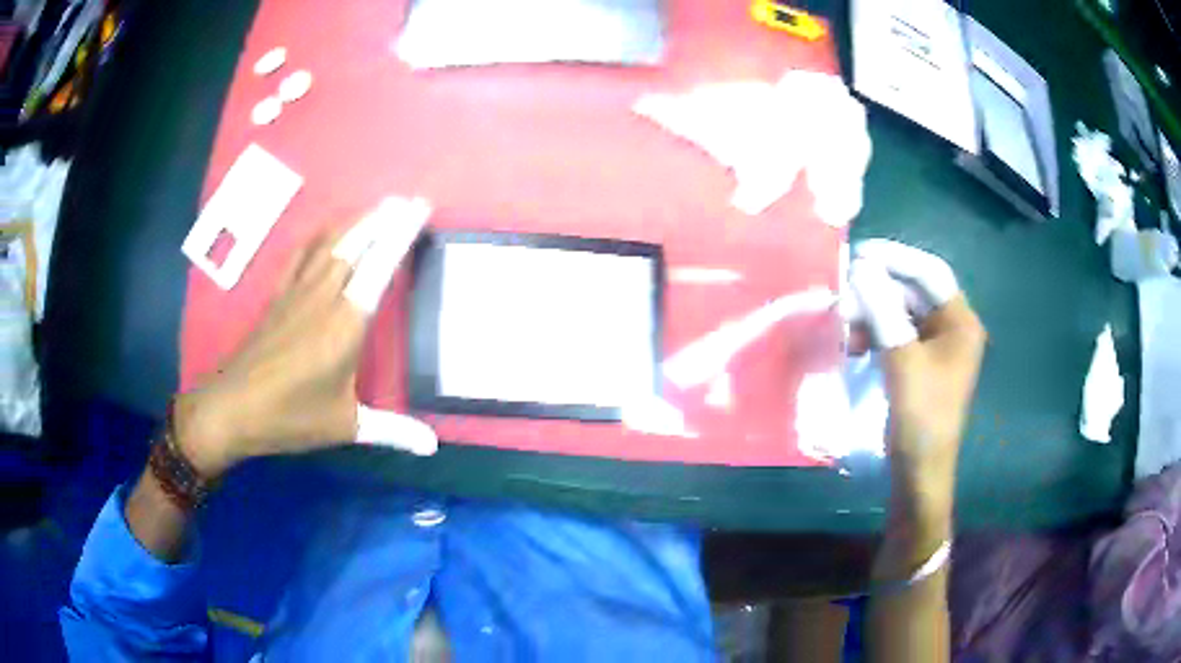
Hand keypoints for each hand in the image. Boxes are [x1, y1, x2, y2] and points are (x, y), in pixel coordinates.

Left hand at [174, 197, 437, 477]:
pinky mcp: (277, 297)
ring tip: (376, 208)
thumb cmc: (290, 417)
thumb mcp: (346, 426)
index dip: (401, 233)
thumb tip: (433, 446)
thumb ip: (392, 430)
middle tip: (406, 200)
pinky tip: (326, 232)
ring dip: (355, 222)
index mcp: (346, 324)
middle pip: (355, 243)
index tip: (419, 207)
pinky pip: (300, 255)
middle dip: (383, 218)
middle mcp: (323, 297)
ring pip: (329, 244)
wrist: (232, 409)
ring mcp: (296, 293)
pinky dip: (318, 237)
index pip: (380, 266)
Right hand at [847, 241, 986, 526]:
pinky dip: (874, 332)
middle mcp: (952, 328)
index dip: (896, 258)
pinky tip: (855, 344)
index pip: (930, 273)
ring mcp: (936, 346)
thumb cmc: (921, 418)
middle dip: (878, 291)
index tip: (860, 253)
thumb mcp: (902, 361)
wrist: (919, 471)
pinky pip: (895, 333)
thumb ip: (883, 311)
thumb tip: (860, 269)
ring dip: (872, 313)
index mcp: (961, 322)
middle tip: (844, 294)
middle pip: (913, 291)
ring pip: (900, 312)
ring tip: (845, 326)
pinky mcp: (919, 362)